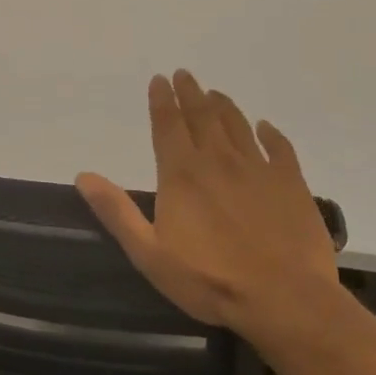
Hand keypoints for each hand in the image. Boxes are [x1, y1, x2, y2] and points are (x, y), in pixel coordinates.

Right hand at [76, 70, 341, 356]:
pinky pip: (280, 148)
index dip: (161, 100)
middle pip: (201, 116)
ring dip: (224, 106)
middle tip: (185, 74)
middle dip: (190, 93)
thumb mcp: (149, 253)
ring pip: (237, 125)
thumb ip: (117, 212)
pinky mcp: (291, 184)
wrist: (286, 300)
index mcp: (182, 173)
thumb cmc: (211, 280)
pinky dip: (271, 134)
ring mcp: (258, 169)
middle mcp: (218, 160)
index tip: (160, 79)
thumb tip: (84, 176)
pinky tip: (266, 127)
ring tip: (215, 93)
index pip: (168, 124)